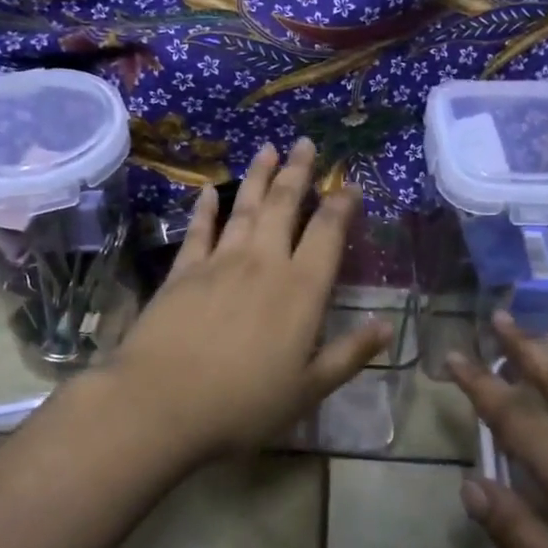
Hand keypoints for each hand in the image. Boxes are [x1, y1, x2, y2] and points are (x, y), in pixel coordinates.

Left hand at [104, 139, 391, 460]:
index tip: (350, 185)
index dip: (342, 205)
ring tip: (268, 148)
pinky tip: (209, 189)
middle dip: (298, 172)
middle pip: (285, 205)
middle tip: (306, 143)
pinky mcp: (183, 271)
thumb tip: (386, 326)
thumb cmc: (243, 404)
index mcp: (300, 290)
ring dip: (258, 176)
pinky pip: (199, 230)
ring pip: (245, 208)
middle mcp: (263, 263)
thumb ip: (349, 355)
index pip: (328, 233)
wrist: (162, 403)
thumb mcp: (308, 390)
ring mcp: (220, 262)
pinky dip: (206, 207)